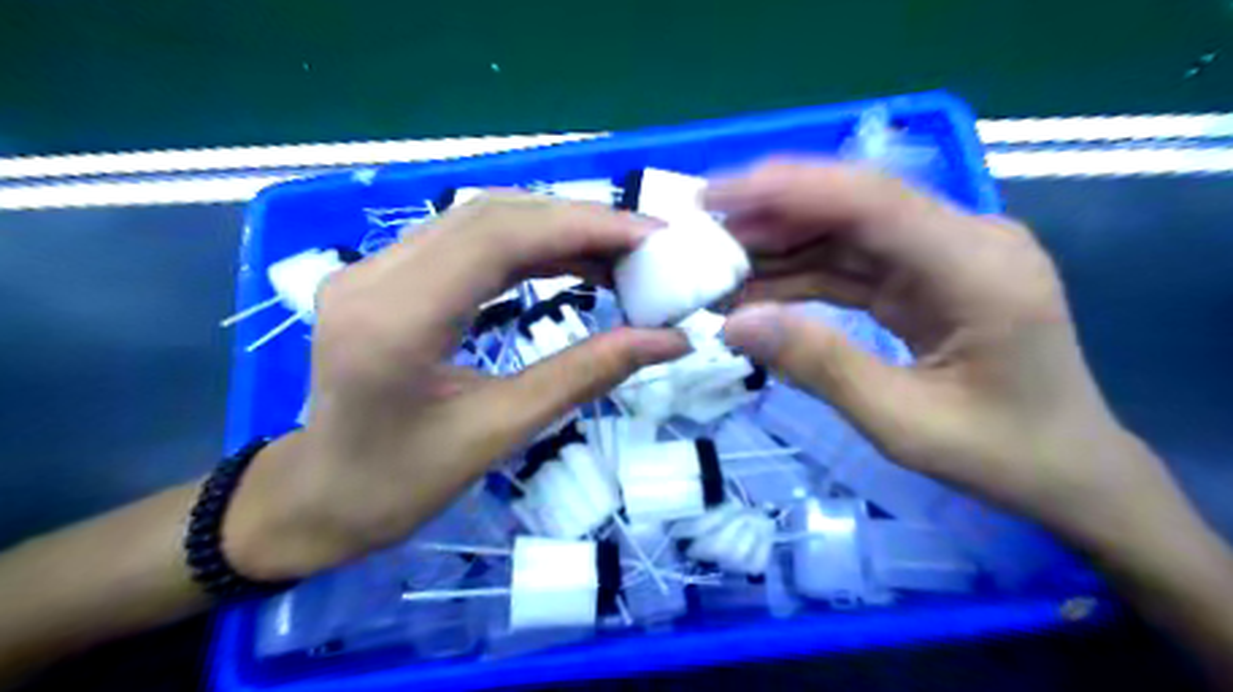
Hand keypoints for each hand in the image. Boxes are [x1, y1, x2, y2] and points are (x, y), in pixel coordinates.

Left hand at [219, 192, 682, 578]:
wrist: (318, 496)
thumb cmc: (400, 483)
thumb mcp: (501, 432)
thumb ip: (585, 375)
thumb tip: (670, 342)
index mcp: (395, 321)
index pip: (497, 237)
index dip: (582, 225)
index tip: (649, 237)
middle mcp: (374, 275)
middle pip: (490, 214)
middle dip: (578, 221)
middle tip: (644, 245)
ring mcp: (372, 267)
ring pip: (479, 219)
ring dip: (555, 228)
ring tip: (617, 255)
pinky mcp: (384, 273)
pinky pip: (466, 240)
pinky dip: (527, 243)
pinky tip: (569, 261)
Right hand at [708, 161, 1190, 551]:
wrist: (1068, 470)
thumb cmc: (1000, 454)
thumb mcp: (902, 423)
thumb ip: (819, 366)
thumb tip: (734, 323)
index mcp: (978, 268)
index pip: (871, 201)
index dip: (786, 190)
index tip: (714, 196)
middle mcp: (966, 241)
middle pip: (853, 206)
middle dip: (771, 217)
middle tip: (703, 237)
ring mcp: (947, 256)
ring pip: (846, 233)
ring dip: (781, 247)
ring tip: (718, 267)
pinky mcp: (928, 276)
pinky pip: (854, 263)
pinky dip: (803, 274)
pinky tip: (758, 289)